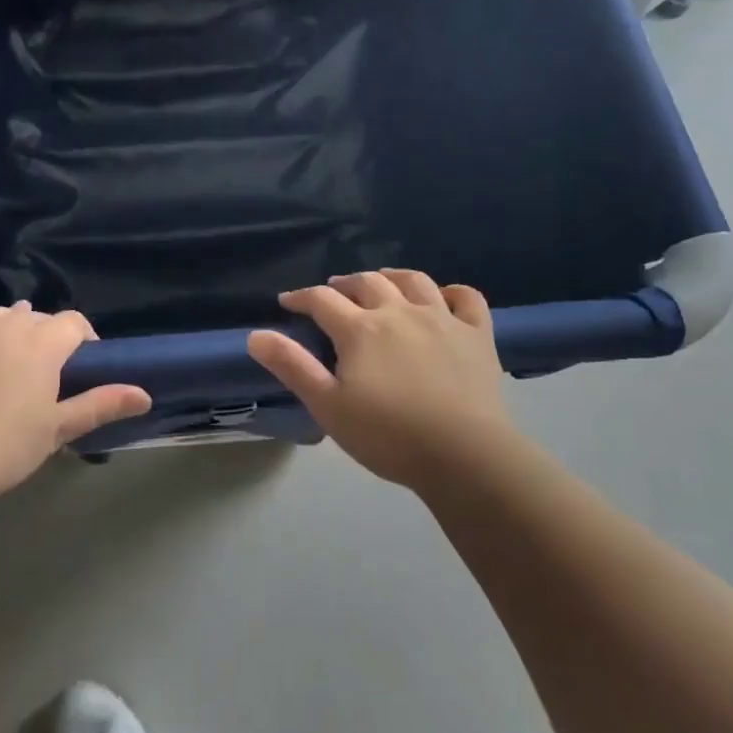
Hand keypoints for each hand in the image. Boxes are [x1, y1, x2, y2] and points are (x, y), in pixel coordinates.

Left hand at [0, 304, 150, 504]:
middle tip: (34, 377)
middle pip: (34, 318)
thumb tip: (145, 395)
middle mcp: (5, 321)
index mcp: (41, 341)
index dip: (81, 341)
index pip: (73, 323)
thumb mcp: (56, 431)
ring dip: (2, 332)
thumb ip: (100, 404)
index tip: (78, 367)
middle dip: (41, 339)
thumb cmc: (1, 449)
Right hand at [247, 269, 512, 491]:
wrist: (464, 455)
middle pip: (367, 282)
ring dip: (391, 276)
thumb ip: (292, 367)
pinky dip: (452, 292)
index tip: (287, 302)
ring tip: (381, 282)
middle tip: (333, 293)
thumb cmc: (388, 436)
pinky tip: (442, 298)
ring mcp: (442, 319)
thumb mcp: (328, 406)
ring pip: (414, 281)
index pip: (322, 300)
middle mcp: (399, 312)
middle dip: (344, 284)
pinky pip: (467, 298)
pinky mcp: (477, 334)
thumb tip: (255, 335)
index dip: (301, 297)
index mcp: (361, 329)